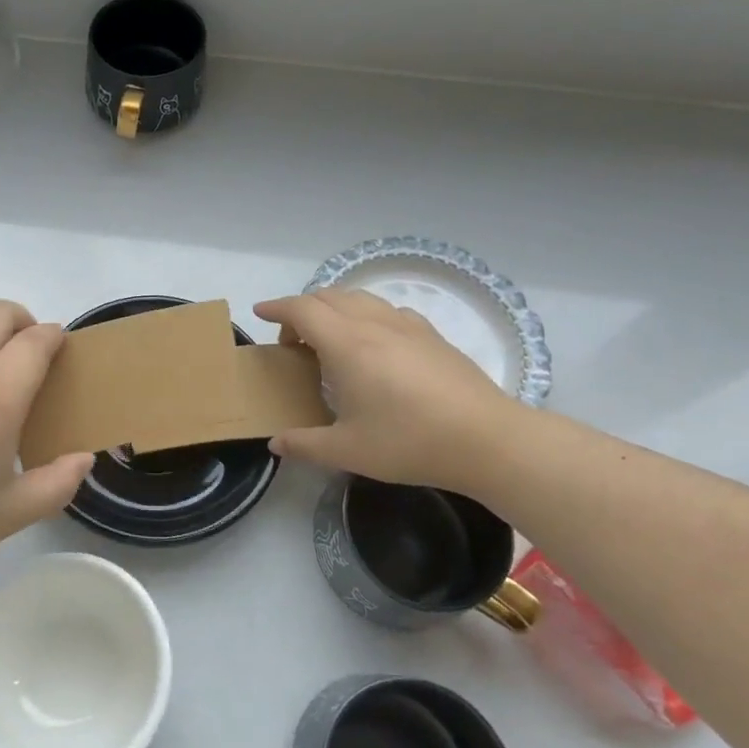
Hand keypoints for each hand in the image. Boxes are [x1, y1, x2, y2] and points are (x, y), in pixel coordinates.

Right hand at [253, 289, 523, 492]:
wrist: (488, 440)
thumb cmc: (410, 442)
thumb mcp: (348, 451)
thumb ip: (305, 444)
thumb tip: (275, 443)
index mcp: (347, 345)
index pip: (302, 309)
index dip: (277, 308)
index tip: (260, 314)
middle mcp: (374, 324)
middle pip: (328, 296)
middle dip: (302, 309)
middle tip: (293, 342)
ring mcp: (407, 326)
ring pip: (359, 298)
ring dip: (334, 309)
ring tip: (329, 340)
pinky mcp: (432, 335)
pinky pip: (387, 310)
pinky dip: (365, 316)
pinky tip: (374, 345)